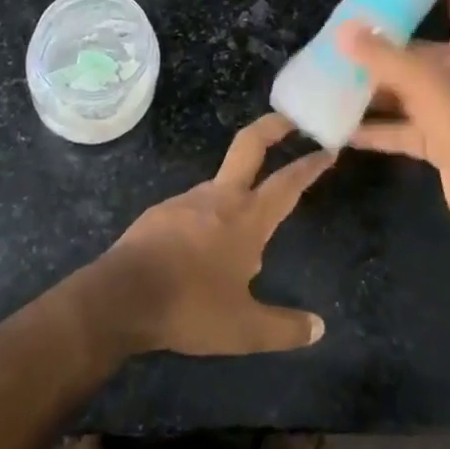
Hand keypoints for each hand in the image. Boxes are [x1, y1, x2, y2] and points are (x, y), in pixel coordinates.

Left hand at [100, 114, 332, 355]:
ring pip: (222, 182)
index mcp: (247, 218)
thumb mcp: (243, 329)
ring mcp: (187, 199)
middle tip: (290, 118)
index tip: (328, 148)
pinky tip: (203, 249)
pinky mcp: (162, 210)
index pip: (288, 183)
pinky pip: (195, 206)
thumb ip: (284, 328)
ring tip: (244, 234)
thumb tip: (319, 327)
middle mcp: (220, 197)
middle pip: (250, 145)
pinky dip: (209, 216)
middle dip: (273, 126)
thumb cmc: (190, 307)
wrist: (121, 296)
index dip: (310, 165)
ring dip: (239, 189)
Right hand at [340, 0, 449, 239]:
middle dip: (386, 34)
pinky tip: (341, 127)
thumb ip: (382, 56)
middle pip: (422, 41)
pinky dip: (374, 126)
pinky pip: (400, 124)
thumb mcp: (426, 83)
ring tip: (334, 71)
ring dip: (374, 82)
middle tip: (350, 22)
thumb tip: (343, 31)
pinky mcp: (440, 138)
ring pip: (406, 85)